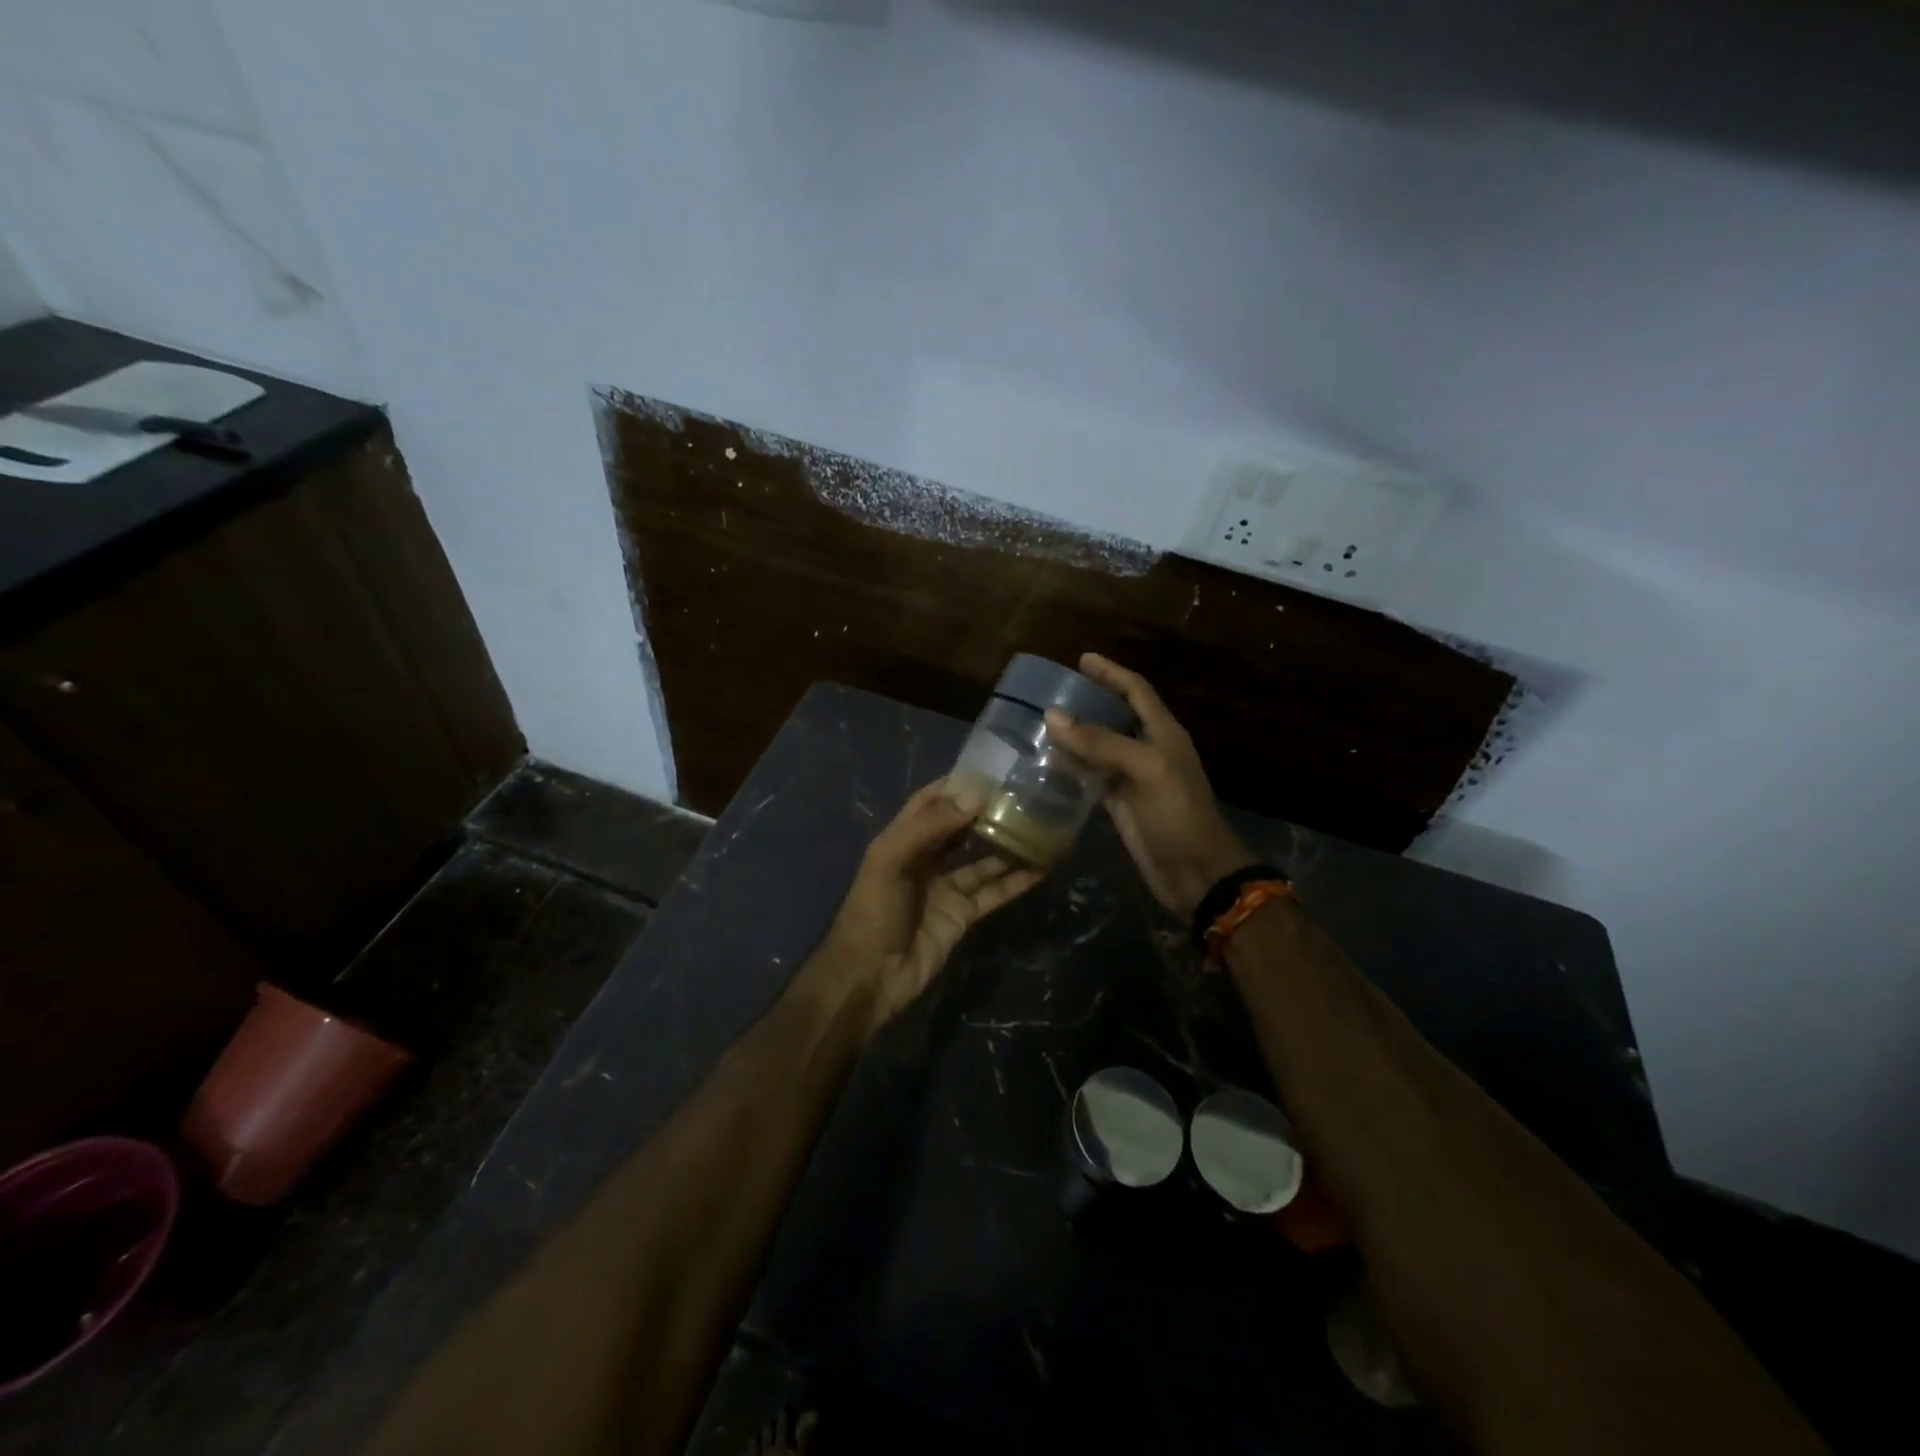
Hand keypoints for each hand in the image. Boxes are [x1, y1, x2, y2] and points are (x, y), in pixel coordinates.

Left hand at [814, 780, 1040, 1035]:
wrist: (869, 977)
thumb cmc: (873, 912)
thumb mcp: (891, 861)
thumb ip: (930, 827)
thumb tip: (975, 796)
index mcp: (902, 839)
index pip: (930, 802)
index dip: (956, 786)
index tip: (991, 771)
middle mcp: (925, 859)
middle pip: (960, 828)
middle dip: (986, 812)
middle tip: (1024, 795)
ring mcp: (945, 888)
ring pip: (982, 860)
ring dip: (1006, 845)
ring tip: (1039, 826)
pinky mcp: (961, 915)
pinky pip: (992, 893)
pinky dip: (1015, 882)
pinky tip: (1040, 868)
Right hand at [1044, 653, 1255, 920]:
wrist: (1195, 873)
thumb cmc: (1177, 814)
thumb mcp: (1145, 769)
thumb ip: (1101, 742)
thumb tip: (1052, 715)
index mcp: (1163, 733)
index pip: (1136, 690)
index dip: (1111, 672)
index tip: (1082, 658)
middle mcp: (1148, 750)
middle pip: (1116, 715)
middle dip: (1088, 700)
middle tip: (1051, 691)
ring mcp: (1133, 779)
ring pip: (1100, 747)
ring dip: (1075, 735)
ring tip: (1040, 723)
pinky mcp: (1120, 805)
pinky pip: (1092, 778)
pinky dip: (1072, 768)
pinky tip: (1047, 764)